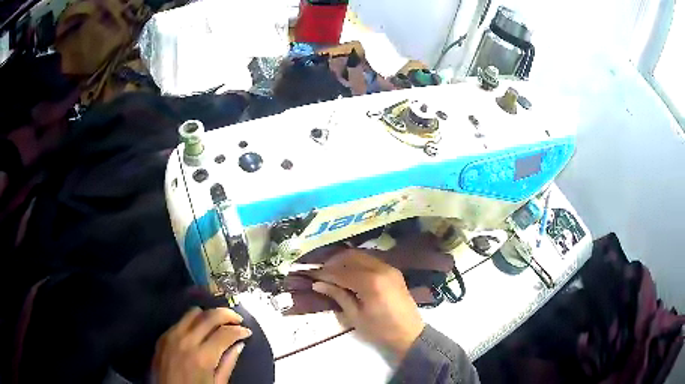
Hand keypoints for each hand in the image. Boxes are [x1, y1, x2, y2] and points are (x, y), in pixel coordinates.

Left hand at [153, 308, 251, 383]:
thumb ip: (228, 364)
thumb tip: (238, 345)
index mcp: (202, 357)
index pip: (225, 333)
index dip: (240, 330)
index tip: (247, 332)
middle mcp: (186, 341)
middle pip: (209, 316)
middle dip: (227, 315)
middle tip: (236, 319)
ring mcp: (171, 336)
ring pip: (193, 312)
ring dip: (208, 315)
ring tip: (217, 323)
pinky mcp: (162, 336)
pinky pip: (180, 321)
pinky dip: (192, 322)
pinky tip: (198, 331)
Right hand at [310, 250, 423, 360]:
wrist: (409, 334)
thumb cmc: (380, 330)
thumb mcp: (355, 316)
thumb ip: (338, 296)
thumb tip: (318, 284)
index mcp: (370, 282)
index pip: (341, 272)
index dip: (324, 273)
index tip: (311, 275)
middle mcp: (381, 268)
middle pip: (351, 256)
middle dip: (334, 262)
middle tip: (322, 273)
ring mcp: (389, 268)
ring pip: (362, 255)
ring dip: (346, 261)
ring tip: (333, 273)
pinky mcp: (393, 271)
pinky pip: (371, 260)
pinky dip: (358, 263)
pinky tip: (350, 274)